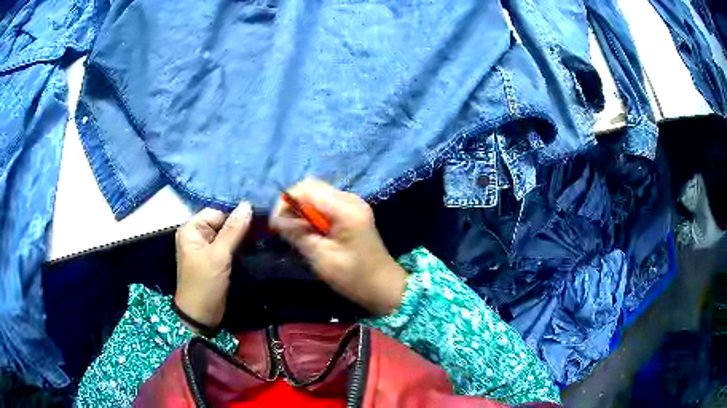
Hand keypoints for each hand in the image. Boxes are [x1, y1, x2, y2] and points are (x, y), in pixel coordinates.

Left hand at [175, 202, 251, 329]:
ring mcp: (207, 249)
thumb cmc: (204, 284)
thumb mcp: (218, 255)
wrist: (202, 316)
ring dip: (241, 239)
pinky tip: (253, 249)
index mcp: (191, 230)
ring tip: (260, 240)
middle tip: (260, 233)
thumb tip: (247, 205)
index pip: (216, 213)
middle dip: (239, 228)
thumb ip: (233, 230)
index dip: (233, 217)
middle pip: (222, 223)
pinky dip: (239, 248)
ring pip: (227, 236)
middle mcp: (197, 236)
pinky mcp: (216, 261)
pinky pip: (229, 248)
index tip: (255, 223)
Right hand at [270, 179, 406, 315]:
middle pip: (311, 187)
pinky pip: (325, 204)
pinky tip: (309, 231)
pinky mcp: (352, 212)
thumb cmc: (353, 276)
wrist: (383, 286)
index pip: (306, 189)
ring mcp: (353, 204)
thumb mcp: (321, 257)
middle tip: (283, 228)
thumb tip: (277, 220)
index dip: (286, 202)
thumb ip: (298, 234)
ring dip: (302, 209)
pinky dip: (312, 213)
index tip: (275, 225)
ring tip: (294, 232)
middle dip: (292, 204)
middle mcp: (350, 199)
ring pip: (317, 194)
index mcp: (345, 208)